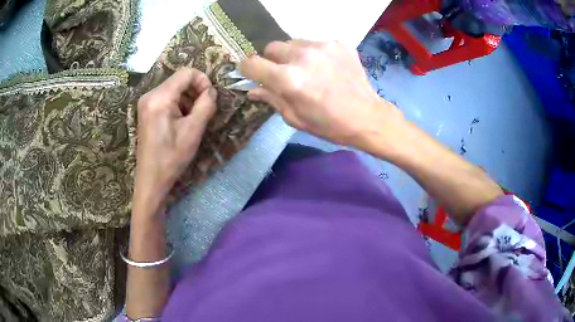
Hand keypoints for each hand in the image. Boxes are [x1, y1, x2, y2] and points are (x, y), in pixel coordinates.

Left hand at [133, 68, 216, 214]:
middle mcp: (150, 95)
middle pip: (180, 79)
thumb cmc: (171, 158)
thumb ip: (206, 105)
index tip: (209, 99)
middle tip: (203, 111)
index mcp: (159, 98)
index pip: (186, 73)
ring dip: (188, 99)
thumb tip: (211, 91)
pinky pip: (167, 97)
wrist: (151, 179)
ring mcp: (146, 102)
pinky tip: (181, 121)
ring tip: (192, 119)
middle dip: (195, 91)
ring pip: (174, 88)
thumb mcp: (193, 131)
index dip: (203, 81)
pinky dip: (179, 104)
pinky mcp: (147, 110)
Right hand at [241, 40, 404, 150]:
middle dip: (272, 60)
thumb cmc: (329, 124)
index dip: (248, 70)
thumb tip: (252, 90)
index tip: (253, 74)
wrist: (367, 117)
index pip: (251, 63)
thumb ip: (271, 98)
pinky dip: (314, 54)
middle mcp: (302, 56)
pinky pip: (315, 43)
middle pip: (271, 47)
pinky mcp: (338, 43)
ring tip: (309, 70)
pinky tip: (326, 67)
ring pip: (293, 43)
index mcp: (288, 79)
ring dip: (294, 55)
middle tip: (285, 74)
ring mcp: (322, 46)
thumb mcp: (295, 117)